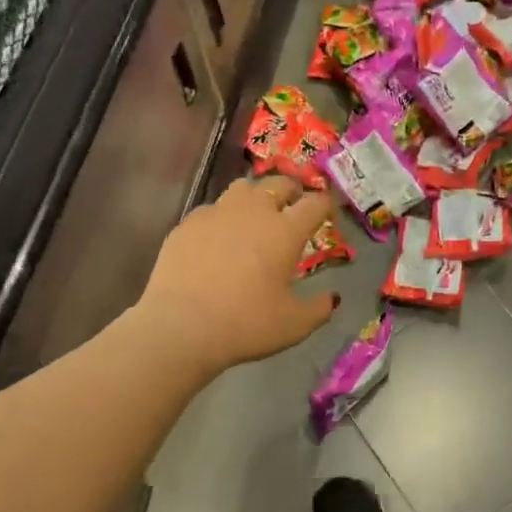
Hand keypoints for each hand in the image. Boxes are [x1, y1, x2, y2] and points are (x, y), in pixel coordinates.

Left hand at [136, 176, 339, 376]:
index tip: (328, 212)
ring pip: (242, 188)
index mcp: (285, 231)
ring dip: (256, 196)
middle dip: (291, 191)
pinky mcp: (187, 224)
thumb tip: (332, 298)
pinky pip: (211, 210)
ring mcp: (216, 214)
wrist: (180, 327)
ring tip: (255, 215)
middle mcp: (253, 211)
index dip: (326, 204)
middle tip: (293, 207)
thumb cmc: (246, 324)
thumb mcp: (294, 325)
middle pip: (278, 184)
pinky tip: (218, 239)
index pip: (315, 203)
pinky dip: (222, 217)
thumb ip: (319, 308)